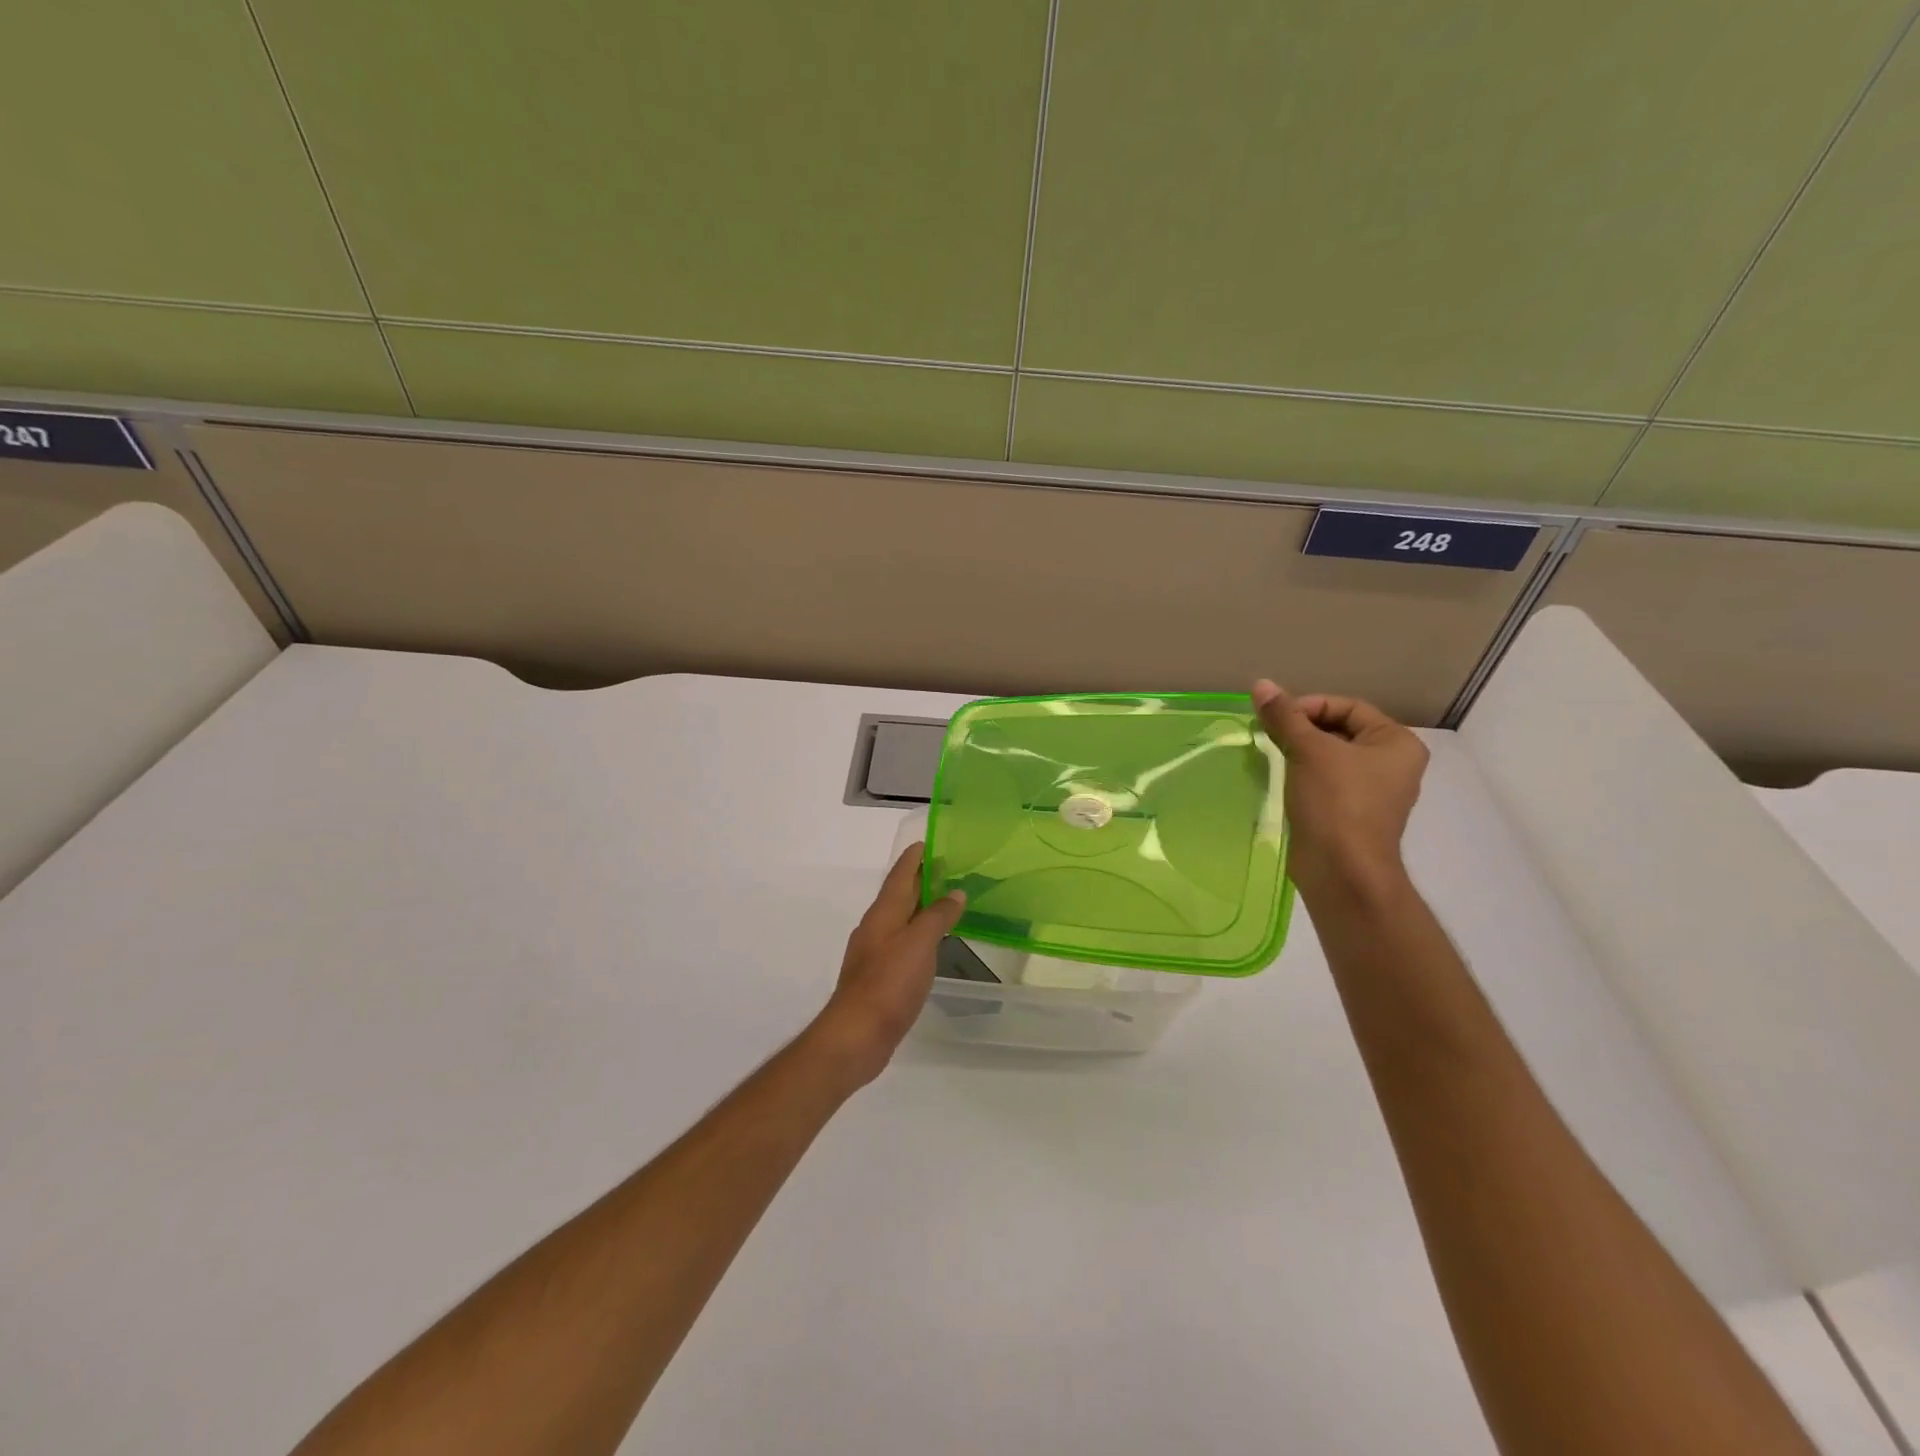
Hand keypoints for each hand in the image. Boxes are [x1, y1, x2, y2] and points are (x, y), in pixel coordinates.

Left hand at [809, 844, 965, 1088]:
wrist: (857, 1035)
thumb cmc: (889, 983)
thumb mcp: (919, 944)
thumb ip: (938, 916)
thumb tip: (955, 892)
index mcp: (883, 914)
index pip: (899, 875)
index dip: (913, 858)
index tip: (928, 842)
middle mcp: (875, 928)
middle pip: (898, 895)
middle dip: (919, 880)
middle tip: (945, 868)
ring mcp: (874, 953)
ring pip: (900, 920)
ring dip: (919, 907)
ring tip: (944, 902)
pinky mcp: (878, 977)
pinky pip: (901, 943)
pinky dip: (917, 934)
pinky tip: (930, 944)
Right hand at [1252, 680, 1428, 900]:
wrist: (1342, 871)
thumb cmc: (1336, 802)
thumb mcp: (1308, 750)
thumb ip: (1284, 716)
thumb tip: (1261, 684)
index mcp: (1397, 743)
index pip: (1349, 707)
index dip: (1310, 706)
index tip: (1277, 718)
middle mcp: (1393, 765)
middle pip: (1339, 731)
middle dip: (1302, 729)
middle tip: (1270, 735)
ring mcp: (1373, 793)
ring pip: (1330, 758)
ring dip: (1299, 753)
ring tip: (1271, 755)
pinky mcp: (1351, 815)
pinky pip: (1325, 783)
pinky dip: (1303, 776)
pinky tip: (1280, 780)